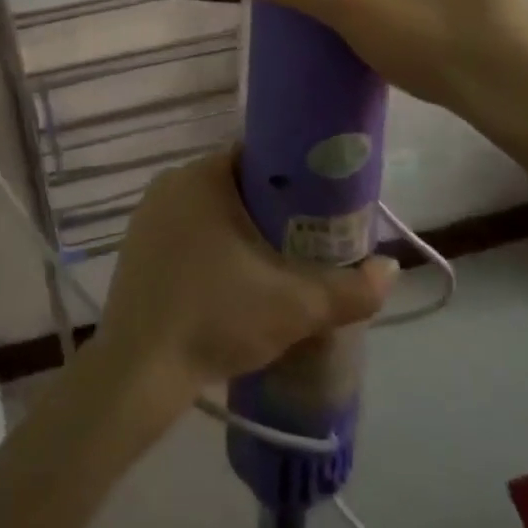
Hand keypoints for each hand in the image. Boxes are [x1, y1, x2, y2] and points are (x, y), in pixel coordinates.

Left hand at [94, 151, 397, 408]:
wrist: (139, 370)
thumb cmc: (216, 316)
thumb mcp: (295, 306)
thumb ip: (351, 289)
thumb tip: (391, 268)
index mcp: (203, 175)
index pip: (258, 157)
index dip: (294, 178)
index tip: (320, 206)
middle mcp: (171, 183)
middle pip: (235, 183)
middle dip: (271, 209)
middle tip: (305, 241)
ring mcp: (147, 215)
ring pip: (209, 210)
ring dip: (240, 229)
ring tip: (274, 264)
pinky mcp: (135, 246)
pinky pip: (184, 231)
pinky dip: (210, 246)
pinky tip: (228, 281)